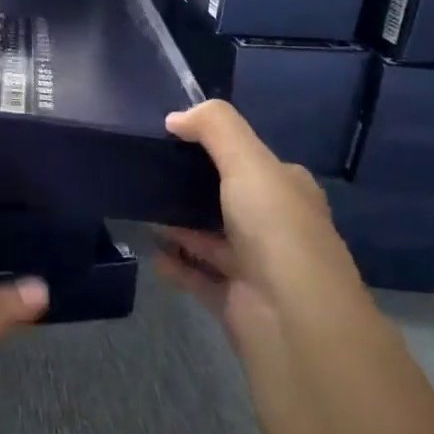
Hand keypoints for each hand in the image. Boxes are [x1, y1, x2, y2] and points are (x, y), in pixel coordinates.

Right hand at [155, 101, 373, 350]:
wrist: (292, 317)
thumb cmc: (275, 229)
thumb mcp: (247, 162)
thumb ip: (214, 128)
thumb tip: (175, 117)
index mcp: (289, 191)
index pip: (253, 162)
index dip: (218, 149)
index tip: (172, 141)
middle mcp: (276, 227)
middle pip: (227, 201)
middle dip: (191, 191)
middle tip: (148, 177)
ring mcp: (256, 266)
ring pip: (210, 240)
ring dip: (179, 228)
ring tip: (140, 211)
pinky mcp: (235, 300)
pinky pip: (197, 276)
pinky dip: (175, 265)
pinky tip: (151, 253)